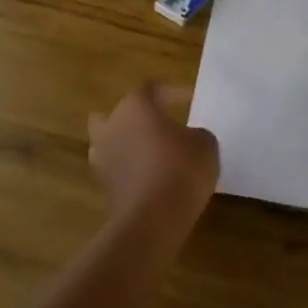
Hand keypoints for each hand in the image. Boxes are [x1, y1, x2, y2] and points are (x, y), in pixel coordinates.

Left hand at [87, 84, 219, 227]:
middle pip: (123, 113)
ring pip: (113, 140)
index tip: (190, 99)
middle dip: (140, 117)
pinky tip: (151, 176)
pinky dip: (130, 168)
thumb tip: (187, 138)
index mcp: (135, 106)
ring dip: (130, 143)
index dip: (173, 92)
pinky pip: (118, 167)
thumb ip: (195, 133)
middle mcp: (112, 125)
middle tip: (163, 125)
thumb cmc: (182, 169)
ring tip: (154, 152)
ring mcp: (102, 156)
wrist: (154, 218)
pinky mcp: (103, 185)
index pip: (152, 89)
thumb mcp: (205, 144)